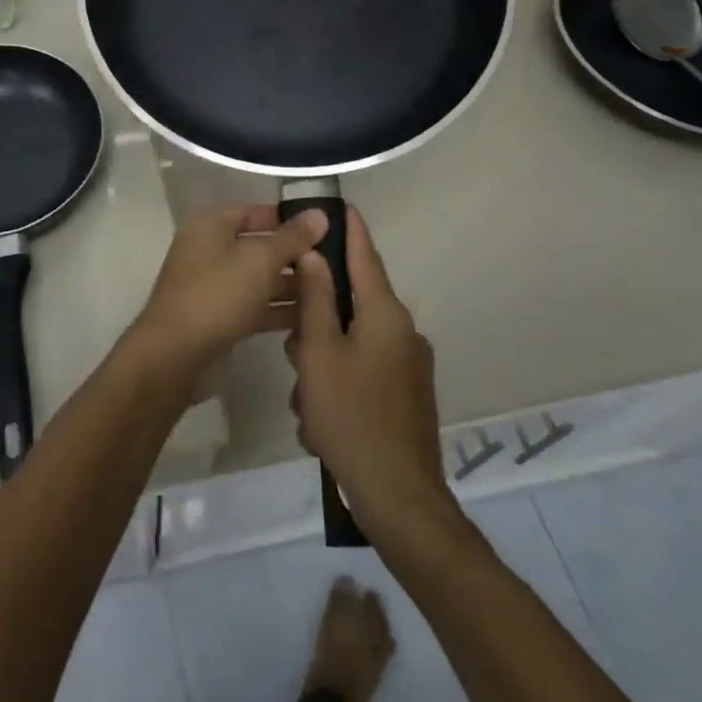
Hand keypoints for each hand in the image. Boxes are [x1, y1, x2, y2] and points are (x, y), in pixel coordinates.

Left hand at [127, 204, 326, 377]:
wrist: (175, 356)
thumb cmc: (216, 295)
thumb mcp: (259, 260)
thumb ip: (291, 238)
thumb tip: (319, 214)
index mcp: (210, 226)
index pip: (252, 211)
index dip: (285, 217)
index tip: (322, 226)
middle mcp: (207, 251)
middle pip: (256, 246)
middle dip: (293, 255)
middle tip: (335, 262)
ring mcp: (211, 287)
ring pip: (257, 279)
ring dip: (290, 285)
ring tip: (332, 291)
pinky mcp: (217, 319)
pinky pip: (252, 306)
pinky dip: (277, 310)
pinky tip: (311, 317)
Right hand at [286, 208, 453, 531]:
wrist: (398, 497)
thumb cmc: (351, 415)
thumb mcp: (319, 353)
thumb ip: (314, 299)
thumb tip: (314, 254)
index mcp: (386, 315)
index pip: (365, 256)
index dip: (349, 229)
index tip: (338, 204)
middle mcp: (403, 333)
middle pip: (352, 304)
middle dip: (316, 321)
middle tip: (292, 351)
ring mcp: (408, 366)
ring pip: (352, 343)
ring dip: (322, 361)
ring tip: (306, 400)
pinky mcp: (406, 395)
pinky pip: (364, 372)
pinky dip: (338, 385)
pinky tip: (322, 421)